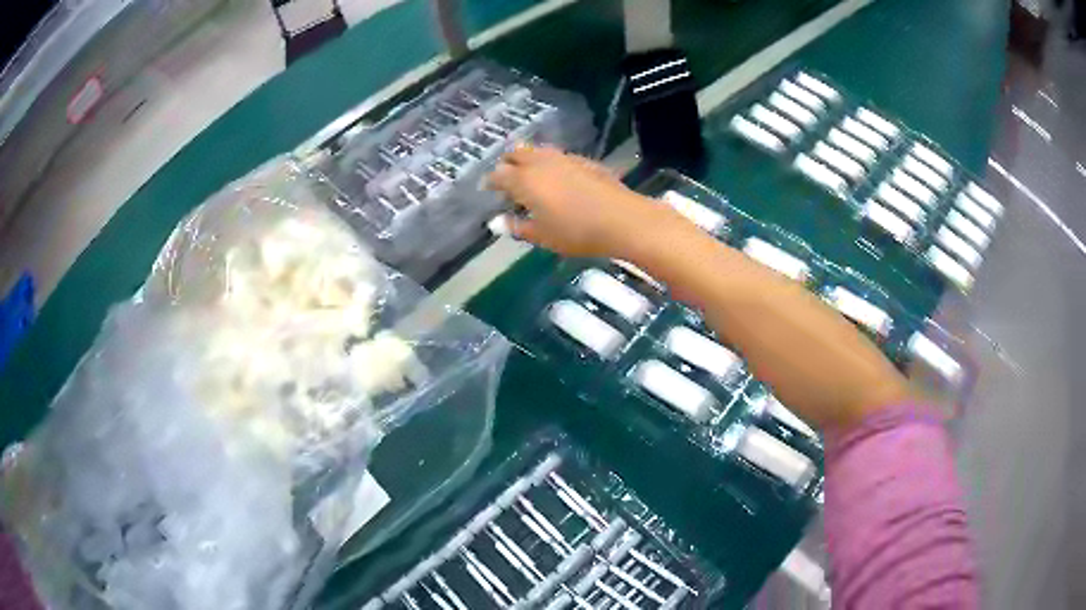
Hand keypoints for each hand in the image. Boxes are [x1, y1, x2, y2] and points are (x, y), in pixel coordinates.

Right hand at [488, 145, 681, 258]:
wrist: (622, 219)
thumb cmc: (576, 232)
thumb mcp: (542, 236)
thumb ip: (517, 227)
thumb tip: (496, 222)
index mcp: (524, 180)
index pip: (498, 174)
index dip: (490, 181)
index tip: (487, 189)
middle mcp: (541, 162)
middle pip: (516, 154)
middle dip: (507, 163)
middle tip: (507, 179)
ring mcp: (564, 158)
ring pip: (538, 151)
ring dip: (528, 160)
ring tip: (531, 177)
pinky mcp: (584, 161)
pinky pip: (558, 157)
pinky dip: (549, 164)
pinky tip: (558, 179)